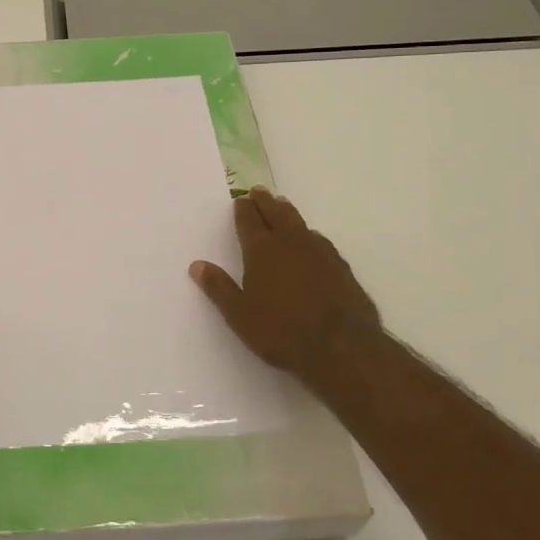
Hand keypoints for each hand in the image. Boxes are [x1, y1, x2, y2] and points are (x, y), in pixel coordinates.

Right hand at [189, 188, 384, 393]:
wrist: (342, 347)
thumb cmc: (282, 332)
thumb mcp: (239, 315)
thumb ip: (219, 288)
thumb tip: (197, 265)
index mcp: (262, 251)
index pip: (249, 222)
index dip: (243, 210)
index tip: (240, 200)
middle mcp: (290, 244)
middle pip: (276, 214)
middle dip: (266, 202)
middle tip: (259, 191)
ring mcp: (320, 253)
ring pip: (300, 224)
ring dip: (288, 213)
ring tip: (282, 205)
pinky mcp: (341, 267)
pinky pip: (320, 241)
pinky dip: (310, 235)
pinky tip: (312, 240)